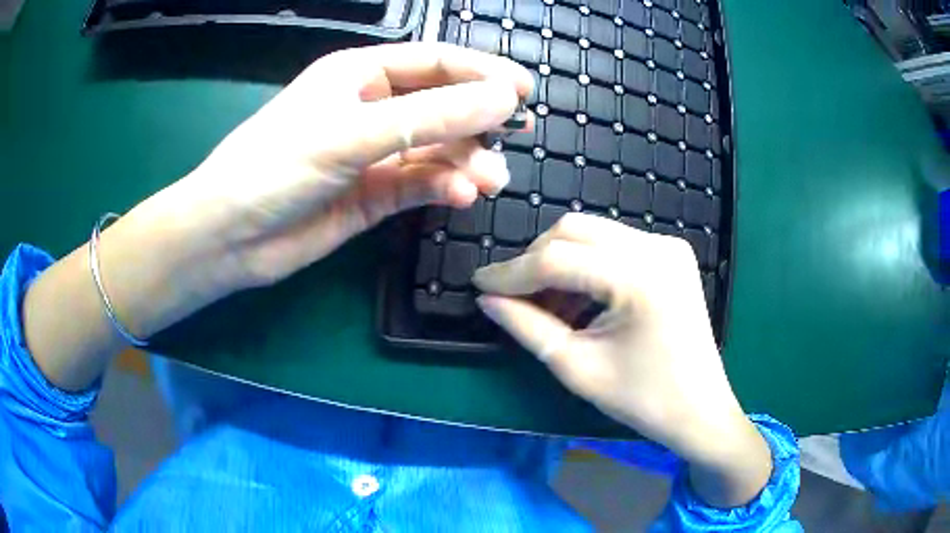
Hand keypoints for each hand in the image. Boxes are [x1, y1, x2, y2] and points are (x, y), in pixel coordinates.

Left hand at [171, 42, 531, 289]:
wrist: (230, 238)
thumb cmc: (274, 167)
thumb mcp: (350, 134)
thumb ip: (429, 117)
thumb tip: (503, 99)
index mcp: (359, 75)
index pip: (434, 62)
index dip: (480, 72)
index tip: (523, 90)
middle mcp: (370, 108)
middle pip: (440, 105)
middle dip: (478, 120)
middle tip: (516, 136)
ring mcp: (373, 153)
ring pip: (435, 149)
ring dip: (465, 162)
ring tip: (489, 181)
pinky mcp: (373, 194)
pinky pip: (420, 183)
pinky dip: (442, 188)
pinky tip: (459, 196)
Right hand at [473, 213, 771, 506]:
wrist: (699, 409)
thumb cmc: (643, 399)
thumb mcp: (577, 367)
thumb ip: (527, 327)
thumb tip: (487, 299)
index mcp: (640, 278)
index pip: (557, 259)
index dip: (511, 272)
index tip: (479, 283)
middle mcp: (657, 248)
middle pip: (574, 231)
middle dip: (535, 260)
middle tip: (512, 297)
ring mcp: (668, 247)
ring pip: (592, 233)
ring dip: (559, 261)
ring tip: (545, 305)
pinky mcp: (670, 254)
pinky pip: (614, 245)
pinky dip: (586, 265)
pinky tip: (577, 299)